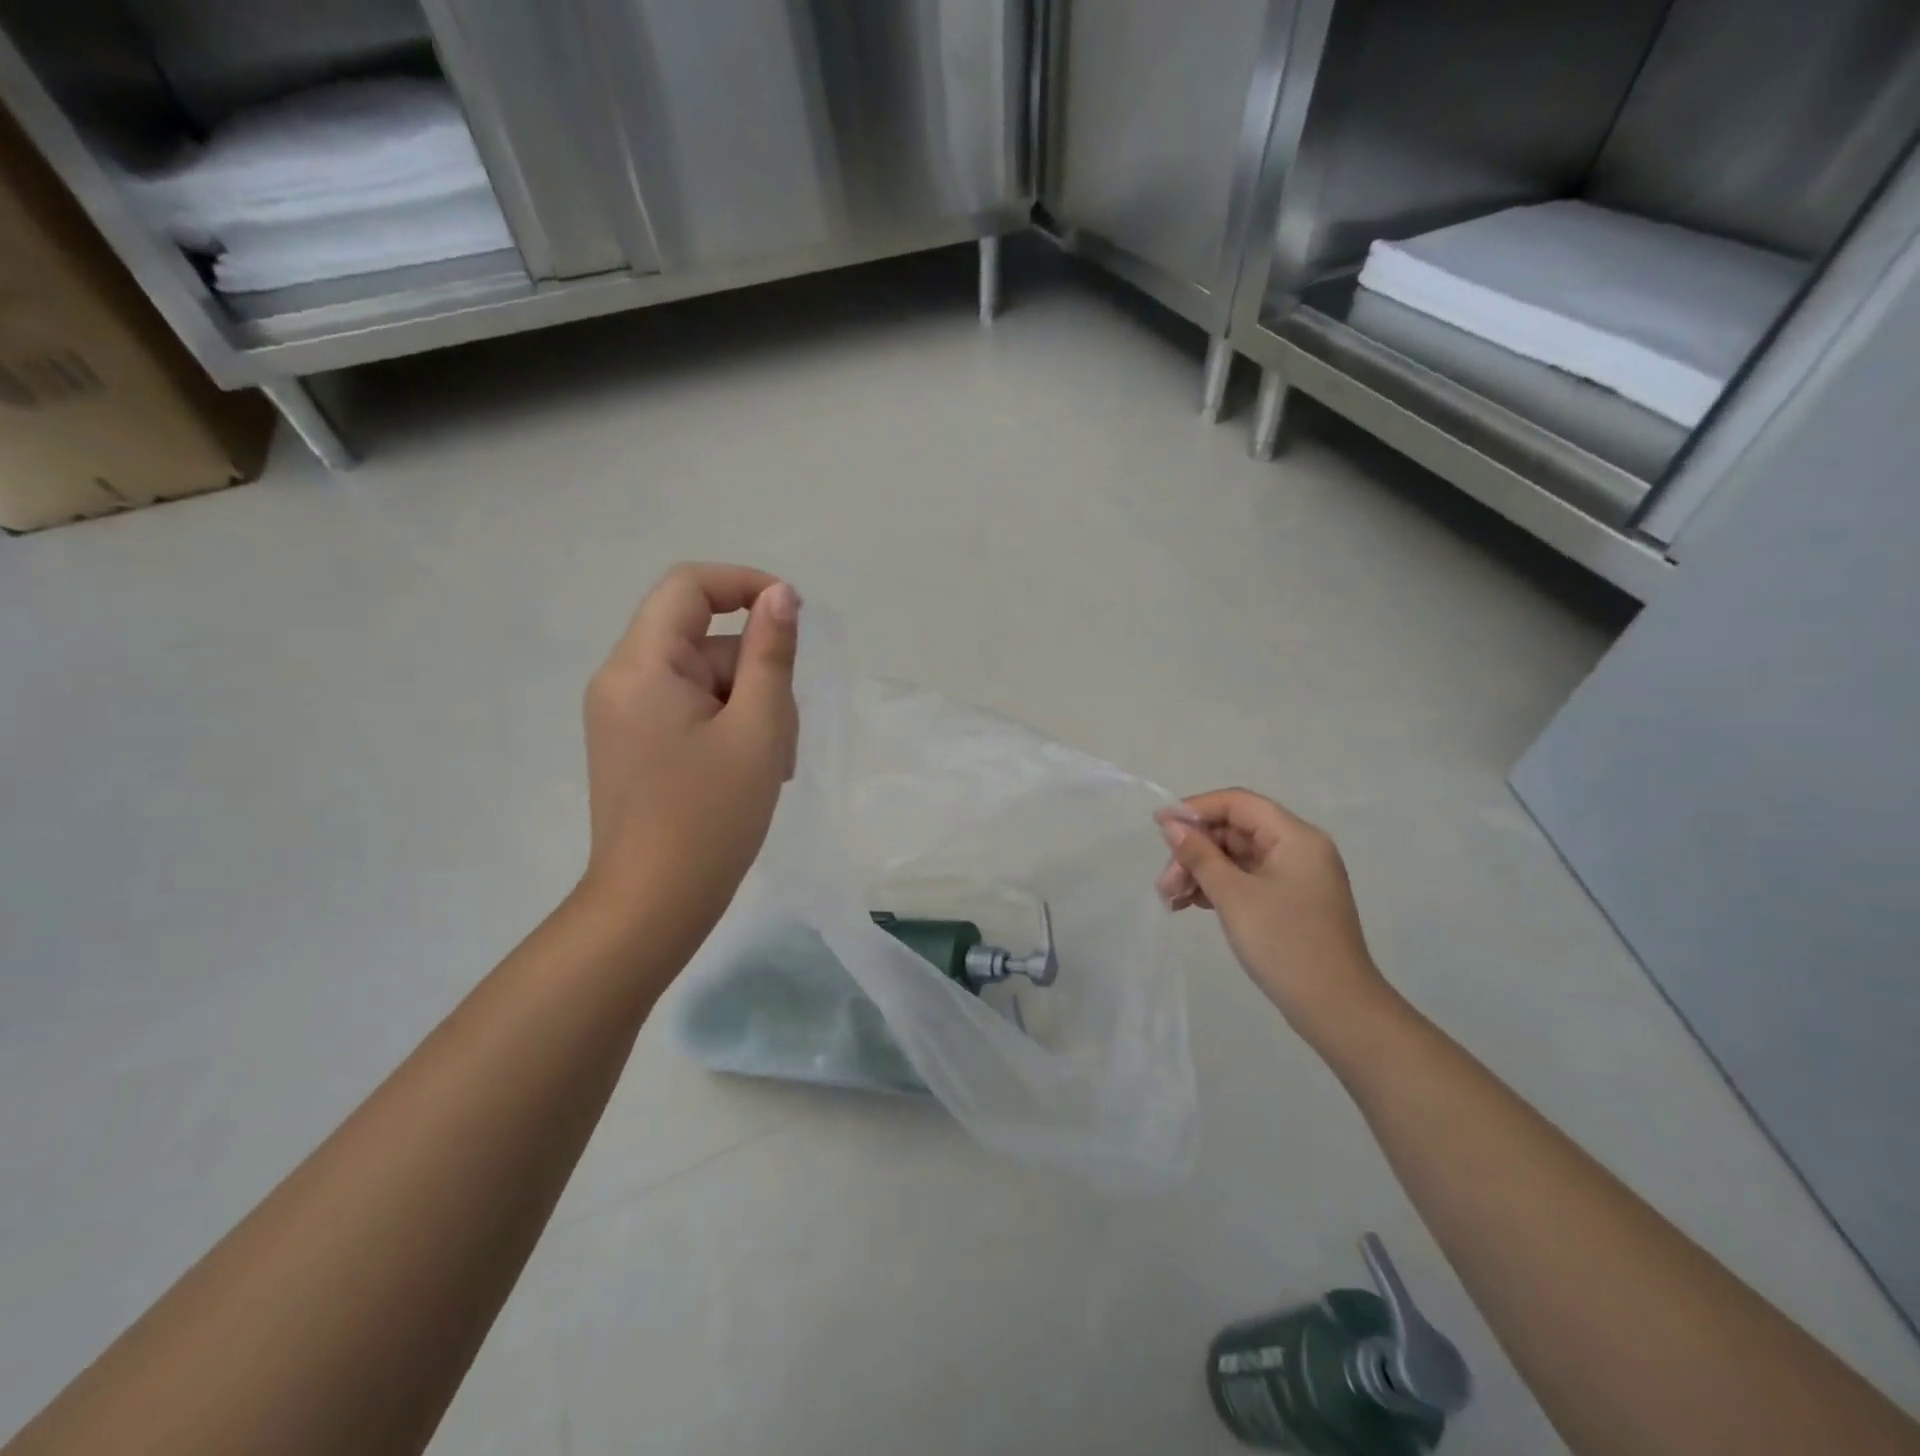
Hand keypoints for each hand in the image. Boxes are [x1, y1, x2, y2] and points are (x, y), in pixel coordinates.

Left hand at [578, 563, 799, 962]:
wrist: (653, 905)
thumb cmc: (711, 816)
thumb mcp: (757, 728)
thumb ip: (771, 654)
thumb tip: (780, 595)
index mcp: (642, 666)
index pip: (689, 586)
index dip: (745, 585)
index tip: (793, 617)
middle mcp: (622, 679)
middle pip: (704, 641)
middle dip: (755, 674)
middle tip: (781, 733)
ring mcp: (625, 715)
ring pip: (704, 680)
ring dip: (748, 708)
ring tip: (768, 766)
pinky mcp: (635, 743)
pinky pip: (690, 710)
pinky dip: (727, 728)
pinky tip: (746, 773)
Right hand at [1154, 789, 1387, 1038]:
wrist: (1336, 1009)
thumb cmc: (1285, 944)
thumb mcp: (1234, 896)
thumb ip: (1200, 855)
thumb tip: (1172, 825)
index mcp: (1295, 837)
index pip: (1238, 803)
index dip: (1195, 809)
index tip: (1158, 826)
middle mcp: (1299, 849)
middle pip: (1235, 831)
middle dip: (1194, 851)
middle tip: (1164, 884)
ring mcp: (1296, 877)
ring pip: (1237, 857)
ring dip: (1201, 872)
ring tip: (1171, 900)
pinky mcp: (1289, 902)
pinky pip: (1246, 880)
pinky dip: (1218, 888)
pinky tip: (1191, 905)